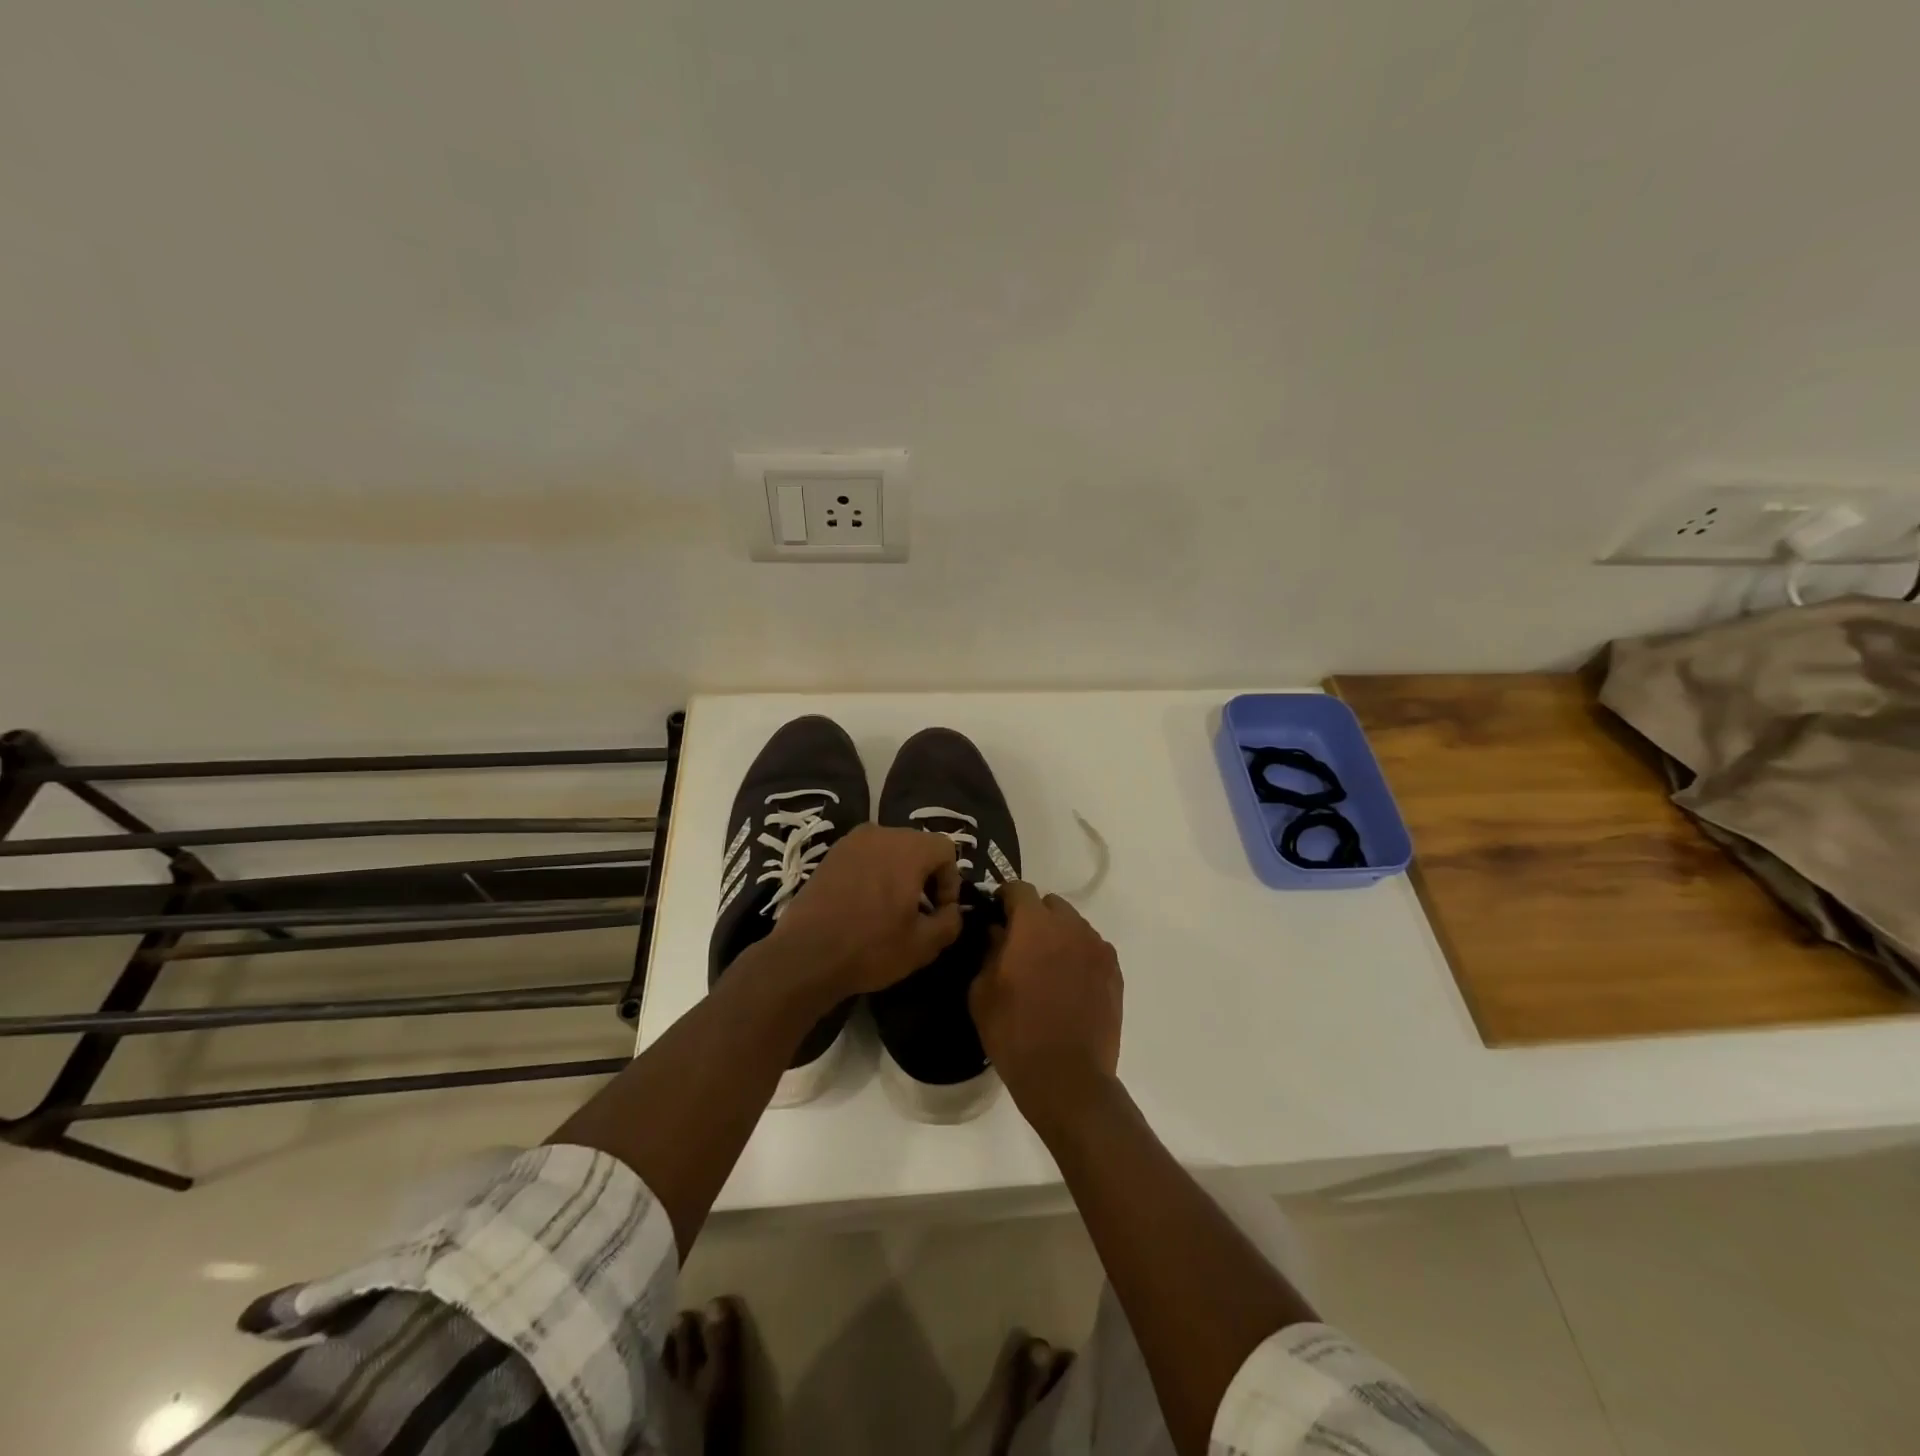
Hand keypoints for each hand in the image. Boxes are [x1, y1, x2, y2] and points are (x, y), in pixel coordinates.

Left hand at [766, 824, 962, 996]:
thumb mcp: (924, 945)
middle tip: (920, 911)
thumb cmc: (871, 947)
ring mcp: (850, 842)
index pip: (946, 849)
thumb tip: (951, 910)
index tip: (939, 911)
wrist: (805, 956)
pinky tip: (864, 905)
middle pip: (917, 845)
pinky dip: (873, 873)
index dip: (950, 881)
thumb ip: (950, 921)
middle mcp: (880, 834)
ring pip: (890, 850)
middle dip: (925, 875)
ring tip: (891, 909)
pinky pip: (865, 856)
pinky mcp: (830, 855)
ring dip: (898, 874)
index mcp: (908, 848)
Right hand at [969, 881, 1122, 1126]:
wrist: (1067, 1077)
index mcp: (1034, 924)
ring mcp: (1097, 948)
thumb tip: (997, 931)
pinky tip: (1068, 984)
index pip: (1019, 890)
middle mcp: (1070, 926)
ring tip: (1046, 967)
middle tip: (1019, 944)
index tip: (995, 915)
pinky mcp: (1115, 972)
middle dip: (1034, 916)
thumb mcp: (982, 991)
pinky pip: (1092, 949)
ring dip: (1058, 935)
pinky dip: (1078, 956)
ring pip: (1074, 926)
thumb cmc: (1014, 1032)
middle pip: (1050, 904)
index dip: (1004, 899)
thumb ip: (988, 950)